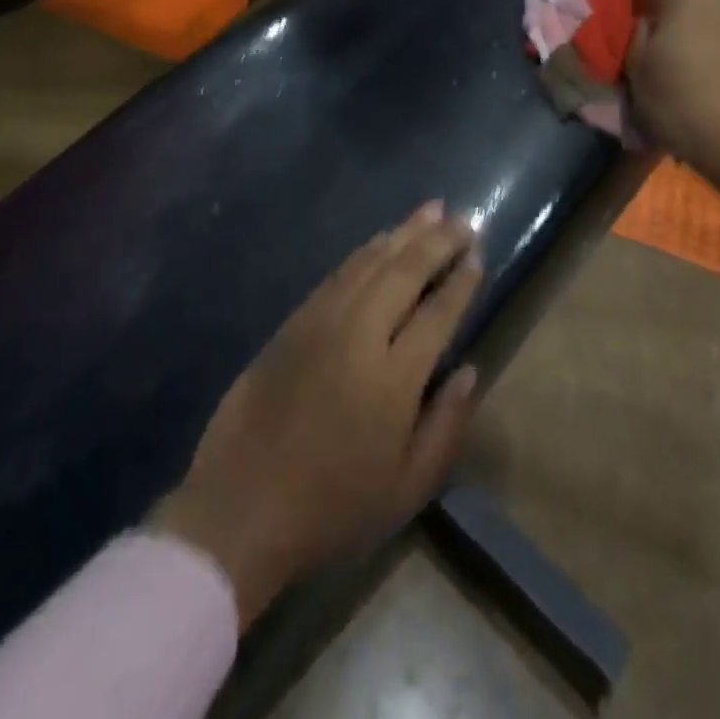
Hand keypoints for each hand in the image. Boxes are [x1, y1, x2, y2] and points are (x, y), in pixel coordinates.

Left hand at [152, 204, 483, 627]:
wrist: (241, 507)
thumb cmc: (332, 508)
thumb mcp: (406, 490)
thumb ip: (446, 426)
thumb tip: (471, 370)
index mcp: (394, 379)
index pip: (437, 313)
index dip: (461, 281)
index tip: (477, 254)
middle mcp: (360, 335)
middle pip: (405, 272)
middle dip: (438, 241)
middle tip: (463, 219)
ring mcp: (322, 322)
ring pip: (370, 261)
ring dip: (403, 232)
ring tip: (431, 211)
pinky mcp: (294, 321)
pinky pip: (338, 273)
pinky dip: (365, 251)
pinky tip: (380, 240)